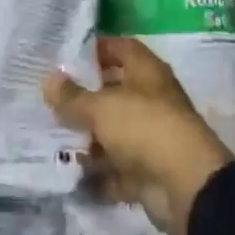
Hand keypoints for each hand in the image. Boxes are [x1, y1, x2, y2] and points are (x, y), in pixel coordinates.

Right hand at [42, 37, 234, 234]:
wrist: (185, 185)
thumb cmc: (144, 128)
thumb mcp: (101, 107)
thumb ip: (72, 97)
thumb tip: (49, 79)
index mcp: (146, 72)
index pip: (121, 48)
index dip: (96, 49)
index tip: (66, 57)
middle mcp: (151, 100)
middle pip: (114, 93)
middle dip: (84, 99)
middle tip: (49, 102)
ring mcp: (150, 137)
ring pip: (112, 133)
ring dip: (86, 140)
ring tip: (50, 140)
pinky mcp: (146, 171)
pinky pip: (115, 170)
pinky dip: (96, 175)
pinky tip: (67, 176)